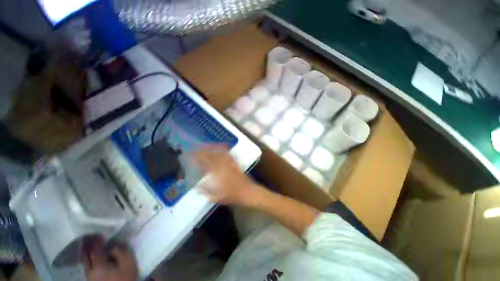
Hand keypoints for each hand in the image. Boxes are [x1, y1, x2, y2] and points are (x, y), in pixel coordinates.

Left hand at [83, 238, 137, 280]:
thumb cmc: (125, 277)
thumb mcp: (128, 263)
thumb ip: (120, 252)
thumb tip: (114, 244)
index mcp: (99, 265)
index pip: (95, 250)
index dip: (96, 241)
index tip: (98, 232)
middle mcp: (90, 271)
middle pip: (85, 256)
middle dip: (86, 246)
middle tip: (89, 236)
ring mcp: (90, 277)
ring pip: (85, 262)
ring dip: (86, 253)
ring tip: (88, 244)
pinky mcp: (92, 280)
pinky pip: (87, 266)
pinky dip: (88, 259)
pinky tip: (91, 257)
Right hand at [194, 147, 261, 205]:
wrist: (248, 191)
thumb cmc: (232, 195)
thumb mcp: (217, 197)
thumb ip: (205, 191)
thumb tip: (196, 187)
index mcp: (217, 174)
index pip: (205, 163)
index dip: (198, 158)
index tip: (192, 155)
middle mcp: (223, 166)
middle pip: (212, 156)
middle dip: (203, 151)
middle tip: (197, 148)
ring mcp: (230, 163)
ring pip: (220, 153)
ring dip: (213, 148)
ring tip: (207, 145)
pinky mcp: (235, 163)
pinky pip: (229, 154)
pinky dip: (224, 149)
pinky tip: (222, 146)